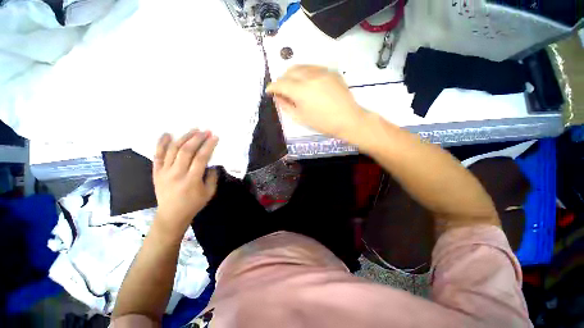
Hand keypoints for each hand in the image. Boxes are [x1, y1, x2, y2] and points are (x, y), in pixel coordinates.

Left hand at [152, 130, 218, 236]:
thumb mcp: (209, 192)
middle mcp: (176, 174)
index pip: (201, 158)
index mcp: (191, 180)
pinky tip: (167, 133)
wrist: (171, 215)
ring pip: (172, 150)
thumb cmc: (193, 204)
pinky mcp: (156, 172)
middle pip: (186, 150)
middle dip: (197, 138)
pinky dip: (161, 143)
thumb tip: (211, 163)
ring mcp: (164, 172)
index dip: (209, 146)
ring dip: (184, 137)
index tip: (215, 137)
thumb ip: (212, 177)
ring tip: (193, 129)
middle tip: (206, 131)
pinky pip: (157, 155)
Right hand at [267, 65, 365, 140]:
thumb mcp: (300, 117)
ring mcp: (322, 71)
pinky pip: (313, 68)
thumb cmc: (322, 123)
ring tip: (294, 85)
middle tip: (282, 90)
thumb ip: (285, 106)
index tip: (269, 91)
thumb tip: (278, 97)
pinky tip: (308, 83)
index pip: (280, 83)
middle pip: (289, 71)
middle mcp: (309, 76)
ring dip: (293, 74)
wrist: (348, 119)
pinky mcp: (331, 71)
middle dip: (282, 80)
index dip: (272, 87)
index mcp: (301, 90)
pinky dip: (305, 73)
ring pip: (301, 66)